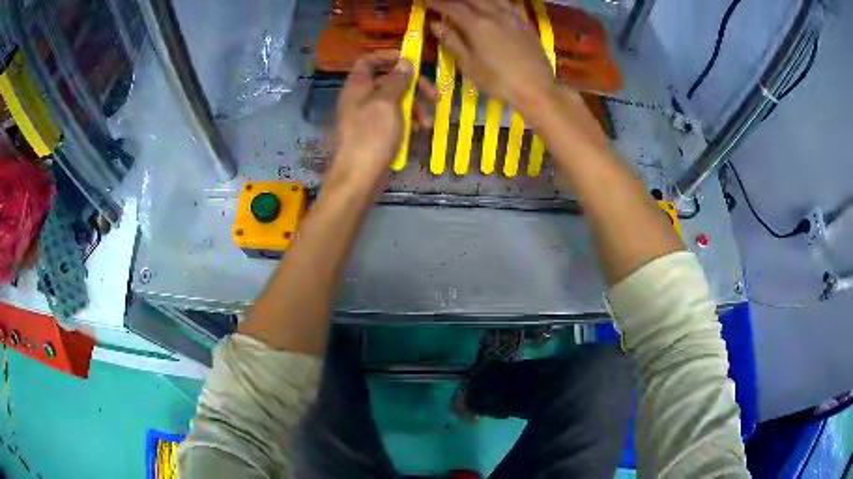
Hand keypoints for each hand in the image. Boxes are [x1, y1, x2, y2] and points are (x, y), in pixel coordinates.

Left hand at [329, 51, 435, 192]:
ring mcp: (367, 116)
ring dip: (415, 107)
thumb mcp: (388, 102)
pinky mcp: (375, 133)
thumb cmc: (372, 134)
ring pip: (395, 101)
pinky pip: (394, 119)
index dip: (389, 57)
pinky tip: (420, 131)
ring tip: (428, 122)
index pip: (369, 60)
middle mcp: (361, 98)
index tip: (411, 61)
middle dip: (413, 87)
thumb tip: (405, 62)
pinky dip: (408, 121)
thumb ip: (398, 80)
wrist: (360, 176)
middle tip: (433, 95)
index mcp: (358, 86)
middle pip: (389, 81)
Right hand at [428, 0, 556, 113]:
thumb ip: (452, 41)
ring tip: (467, 2)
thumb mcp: (469, 65)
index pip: (451, 6)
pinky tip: (492, 4)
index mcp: (476, 24)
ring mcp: (512, 16)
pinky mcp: (525, 22)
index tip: (426, 2)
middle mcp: (494, 14)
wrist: (536, 89)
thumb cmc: (498, 81)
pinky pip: (509, 3)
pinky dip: (497, 1)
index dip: (437, 2)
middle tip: (445, 2)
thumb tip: (435, 24)